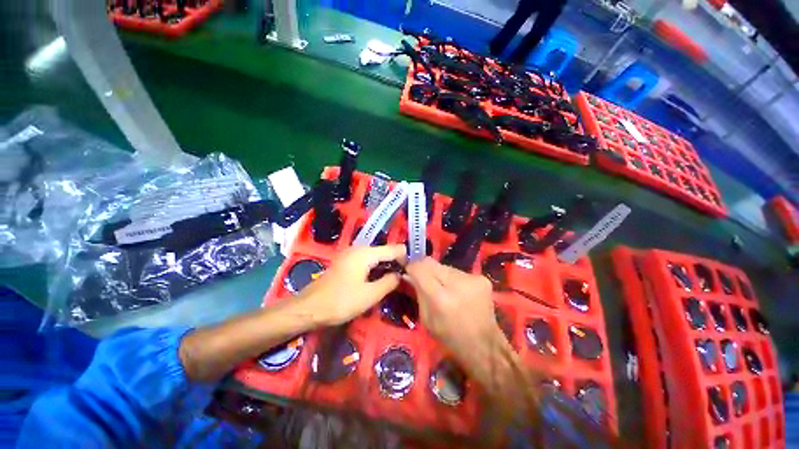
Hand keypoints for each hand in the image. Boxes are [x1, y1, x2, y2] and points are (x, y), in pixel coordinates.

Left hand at [297, 244, 406, 325]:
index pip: (394, 249)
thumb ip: (389, 282)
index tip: (411, 273)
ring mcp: (351, 254)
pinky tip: (377, 279)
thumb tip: (401, 275)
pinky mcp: (346, 261)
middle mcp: (359, 248)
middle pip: (385, 251)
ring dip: (386, 266)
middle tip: (403, 279)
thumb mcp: (370, 295)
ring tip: (393, 280)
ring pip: (376, 256)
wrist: (309, 308)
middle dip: (396, 262)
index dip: (405, 259)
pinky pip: (367, 260)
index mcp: (366, 253)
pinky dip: (375, 267)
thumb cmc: (341, 301)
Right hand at [404, 257, 501, 353]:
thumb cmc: (450, 337)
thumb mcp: (426, 318)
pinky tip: (458, 291)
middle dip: (424, 268)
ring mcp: (472, 279)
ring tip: (443, 287)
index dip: (412, 266)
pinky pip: (458, 272)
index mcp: (441, 298)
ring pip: (445, 266)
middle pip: (432, 263)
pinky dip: (453, 279)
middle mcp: (457, 284)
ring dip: (440, 274)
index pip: (420, 268)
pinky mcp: (482, 278)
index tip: (408, 269)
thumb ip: (418, 292)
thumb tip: (409, 272)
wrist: (484, 344)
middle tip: (423, 277)